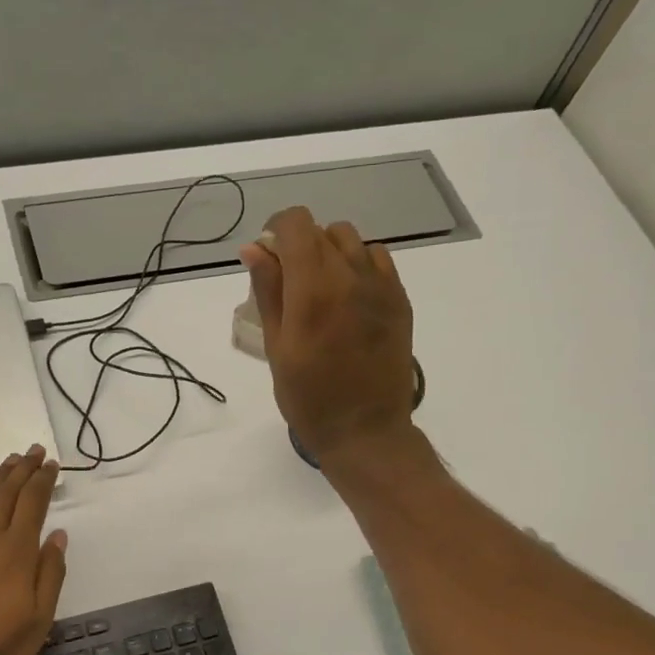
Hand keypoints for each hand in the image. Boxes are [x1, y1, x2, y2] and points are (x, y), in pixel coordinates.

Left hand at [0, 445, 67, 654]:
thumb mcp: (40, 618)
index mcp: (17, 551)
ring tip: (9, 460)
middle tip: (34, 450)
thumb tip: (58, 535)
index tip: (52, 464)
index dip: (43, 480)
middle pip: (7, 493)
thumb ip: (50, 573)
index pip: (33, 503)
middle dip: (23, 469)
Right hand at [240, 207, 416, 463]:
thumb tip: (254, 248)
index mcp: (313, 289)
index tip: (268, 254)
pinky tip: (349, 296)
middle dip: (300, 245)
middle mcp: (350, 276)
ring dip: (330, 252)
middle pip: (323, 230)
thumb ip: (267, 292)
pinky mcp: (400, 300)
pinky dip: (358, 264)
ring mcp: (381, 287)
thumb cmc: (309, 398)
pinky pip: (378, 259)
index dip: (277, 229)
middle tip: (289, 282)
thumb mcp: (277, 348)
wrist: (365, 430)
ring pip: (352, 241)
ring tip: (321, 288)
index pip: (297, 224)